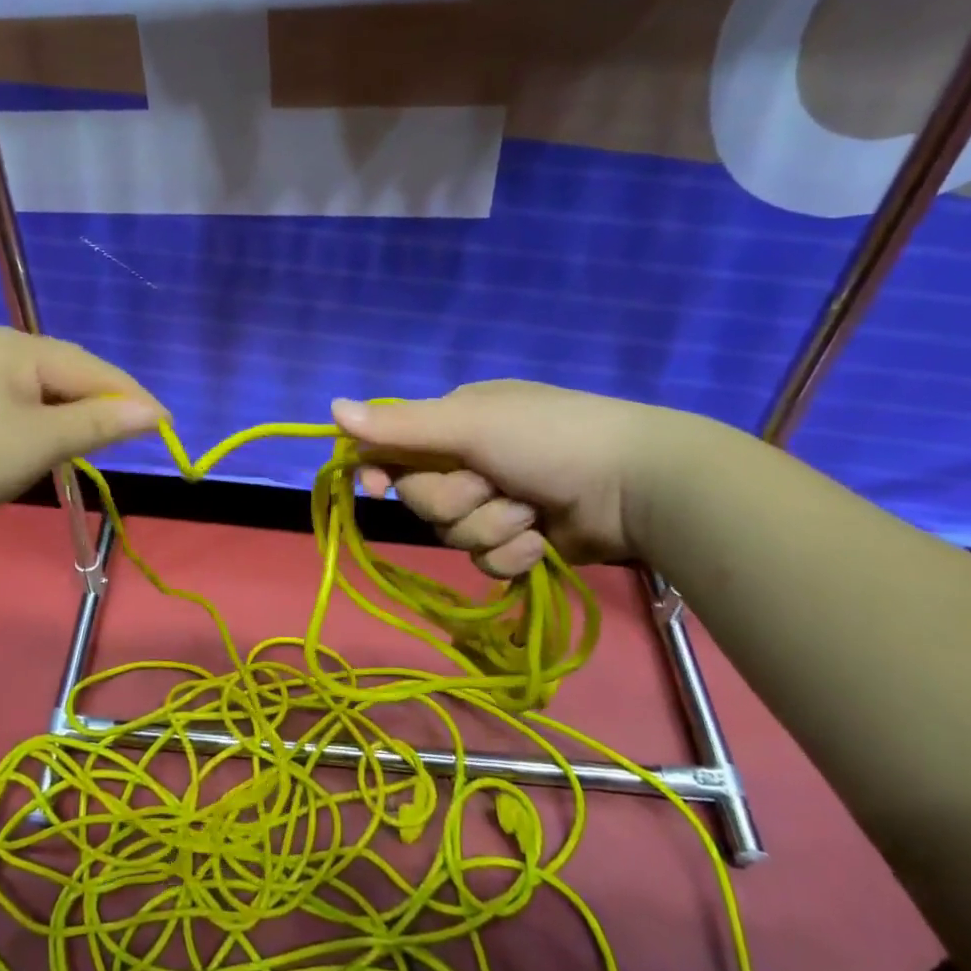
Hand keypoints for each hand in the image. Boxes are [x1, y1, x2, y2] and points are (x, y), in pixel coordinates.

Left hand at [0, 327, 164, 532]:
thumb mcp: (41, 441)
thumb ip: (100, 424)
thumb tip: (155, 412)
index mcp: (17, 346)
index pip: (92, 368)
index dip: (131, 398)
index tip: (165, 425)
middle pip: (65, 373)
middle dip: (98, 406)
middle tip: (125, 439)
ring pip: (38, 388)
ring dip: (67, 415)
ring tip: (85, 444)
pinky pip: (11, 399)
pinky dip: (36, 420)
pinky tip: (37, 440)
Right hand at [332, 381, 694, 574]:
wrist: (637, 484)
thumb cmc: (549, 438)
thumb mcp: (470, 424)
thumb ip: (401, 425)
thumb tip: (332, 407)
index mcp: (455, 425)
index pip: (393, 451)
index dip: (381, 473)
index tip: (378, 490)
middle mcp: (469, 462)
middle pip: (422, 501)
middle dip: (456, 500)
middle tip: (492, 484)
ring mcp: (496, 505)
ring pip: (454, 536)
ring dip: (492, 528)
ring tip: (531, 512)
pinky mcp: (520, 543)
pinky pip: (489, 563)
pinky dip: (515, 554)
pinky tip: (543, 539)